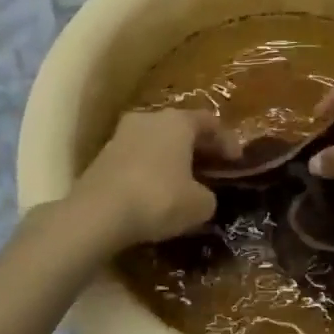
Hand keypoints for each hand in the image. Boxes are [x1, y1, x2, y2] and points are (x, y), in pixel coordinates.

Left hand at [66, 107, 229, 254]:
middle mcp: (150, 118)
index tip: (237, 161)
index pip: (210, 122)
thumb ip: (208, 196)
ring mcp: (121, 135)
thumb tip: (203, 196)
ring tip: (183, 181)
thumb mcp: (199, 205)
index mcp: (178, 121)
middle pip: (181, 128)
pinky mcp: (102, 156)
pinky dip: (150, 169)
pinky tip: (155, 190)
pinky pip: (136, 158)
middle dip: (197, 147)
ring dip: (171, 158)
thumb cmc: (158, 198)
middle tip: (211, 167)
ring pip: (156, 141)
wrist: (97, 214)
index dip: (227, 141)